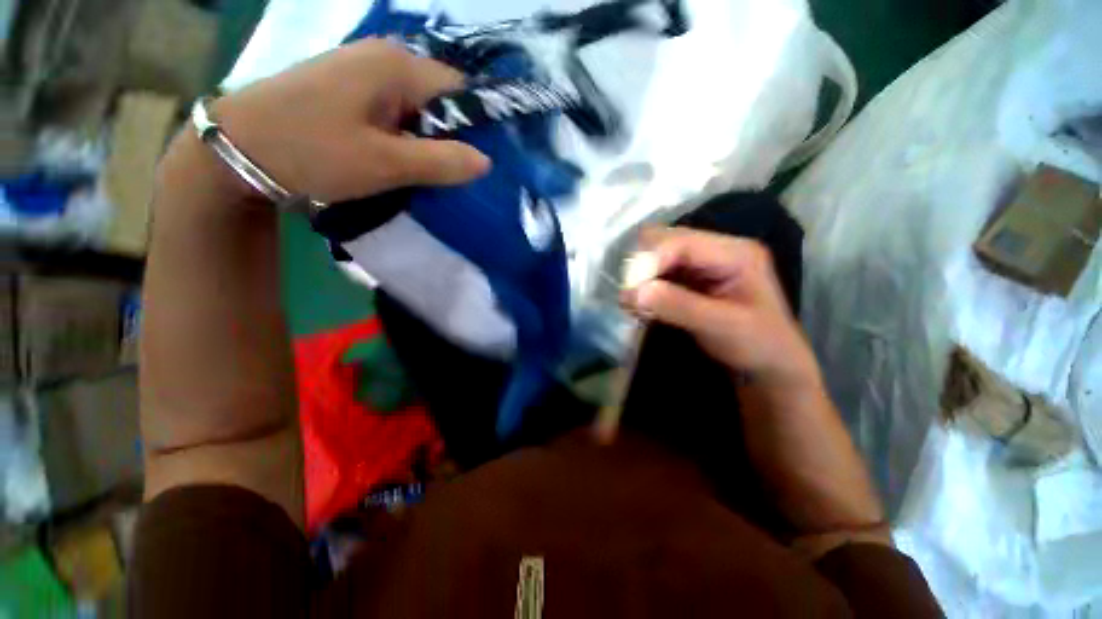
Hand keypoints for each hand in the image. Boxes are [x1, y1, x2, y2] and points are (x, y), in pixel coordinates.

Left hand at [202, 39, 490, 204]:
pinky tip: (405, 162)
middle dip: (452, 138)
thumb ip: (440, 161)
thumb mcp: (385, 163)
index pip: (461, 90)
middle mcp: (384, 59)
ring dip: (429, 142)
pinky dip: (407, 139)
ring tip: (432, 174)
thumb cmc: (311, 151)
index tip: (480, 164)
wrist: (236, 149)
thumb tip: (486, 162)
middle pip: (440, 99)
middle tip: (456, 176)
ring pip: (418, 109)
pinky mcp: (351, 91)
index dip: (478, 126)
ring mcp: (364, 73)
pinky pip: (396, 114)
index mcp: (396, 66)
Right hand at [624, 228, 886, 540]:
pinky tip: (643, 307)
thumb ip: (680, 306)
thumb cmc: (758, 346)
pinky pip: (657, 273)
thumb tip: (634, 292)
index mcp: (735, 252)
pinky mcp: (689, 277)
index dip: (651, 262)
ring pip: (656, 256)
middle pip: (664, 241)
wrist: (769, 366)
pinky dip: (644, 287)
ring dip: (641, 278)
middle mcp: (716, 249)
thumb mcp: (723, 327)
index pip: (680, 242)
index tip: (631, 292)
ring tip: (636, 306)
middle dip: (643, 267)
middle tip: (632, 298)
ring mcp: (701, 262)